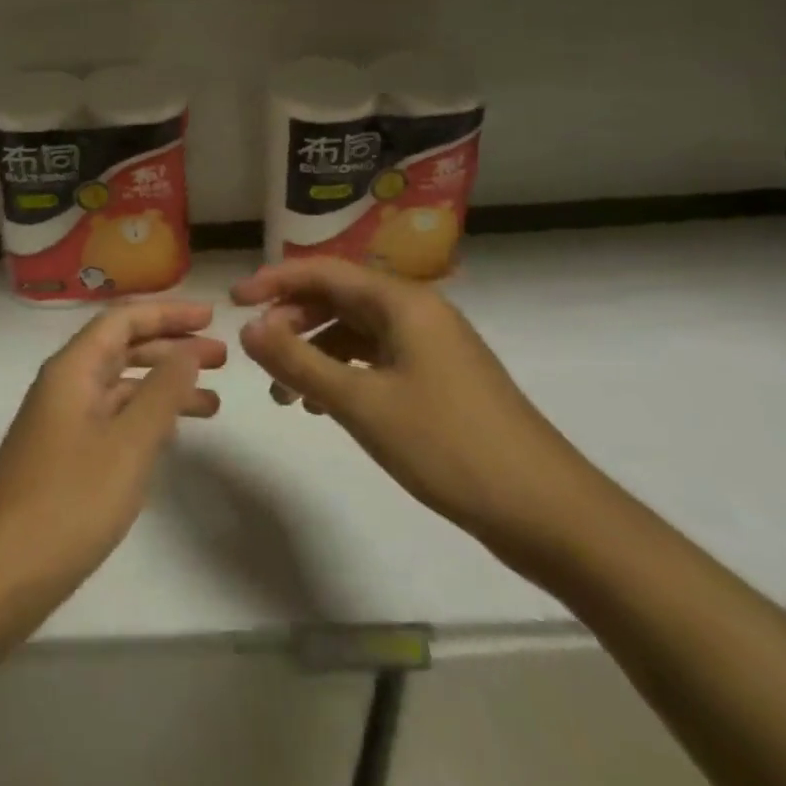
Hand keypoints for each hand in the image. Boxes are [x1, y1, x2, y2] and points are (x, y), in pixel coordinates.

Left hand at [0, 301, 223, 614]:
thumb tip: (187, 351)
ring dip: (164, 386)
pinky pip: (113, 418)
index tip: (212, 317)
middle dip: (171, 348)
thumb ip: (162, 393)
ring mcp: (63, 421)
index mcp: (73, 368)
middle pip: (122, 348)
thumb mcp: (128, 444)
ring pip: (120, 386)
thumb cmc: (69, 500)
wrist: (1, 571)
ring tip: (214, 401)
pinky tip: (174, 435)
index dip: (168, 313)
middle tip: (222, 358)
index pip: (123, 320)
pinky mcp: (65, 454)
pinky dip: (146, 418)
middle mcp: (66, 384)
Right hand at [233, 257, 596, 557]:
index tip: (234, 302)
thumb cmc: (450, 446)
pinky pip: (376, 359)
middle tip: (258, 353)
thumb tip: (248, 329)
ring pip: (355, 332)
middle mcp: (417, 312)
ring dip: (314, 352)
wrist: (551, 514)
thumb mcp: (362, 404)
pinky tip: (323, 405)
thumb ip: (299, 362)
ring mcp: (432, 347)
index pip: (324, 271)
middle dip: (293, 320)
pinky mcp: (440, 380)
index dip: (274, 281)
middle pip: (339, 298)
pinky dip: (343, 373)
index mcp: (403, 302)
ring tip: (285, 392)